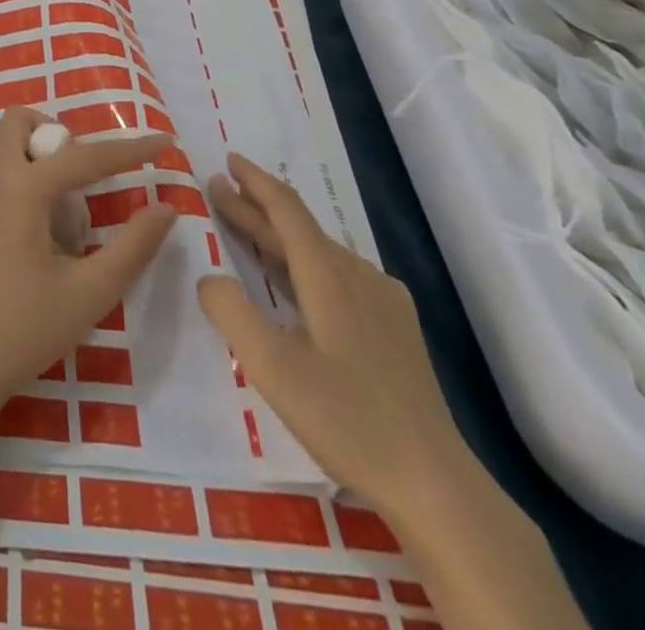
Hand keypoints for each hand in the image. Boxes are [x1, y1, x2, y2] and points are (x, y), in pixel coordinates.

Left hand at [0, 107, 177, 415]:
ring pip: (5, 158)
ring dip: (38, 173)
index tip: (163, 141)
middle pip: (18, 125)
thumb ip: (133, 247)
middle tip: (82, 184)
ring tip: (60, 237)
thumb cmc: (23, 330)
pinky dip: (18, 199)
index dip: (130, 149)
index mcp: (20, 188)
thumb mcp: (90, 293)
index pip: (85, 156)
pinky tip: (29, 257)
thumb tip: (165, 208)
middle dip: (55, 137)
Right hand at [198, 154, 471, 523]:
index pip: (286, 209)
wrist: (436, 485)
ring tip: (244, 228)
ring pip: (319, 252)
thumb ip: (230, 310)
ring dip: (277, 236)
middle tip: (217, 190)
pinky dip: (302, 263)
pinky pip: (338, 276)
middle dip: (255, 206)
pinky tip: (294, 280)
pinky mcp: (395, 329)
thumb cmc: (347, 419)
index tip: (227, 159)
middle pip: (299, 228)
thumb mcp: (271, 366)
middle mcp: (358, 275)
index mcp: (328, 275)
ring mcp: (382, 302)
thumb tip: (209, 277)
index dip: (254, 181)